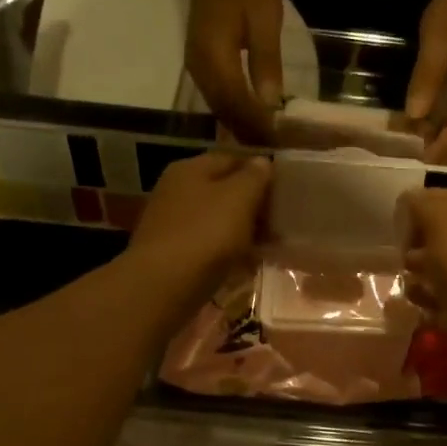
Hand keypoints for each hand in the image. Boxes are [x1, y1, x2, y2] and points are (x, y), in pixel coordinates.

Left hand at [127, 151, 272, 308]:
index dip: (259, 172)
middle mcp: (176, 190)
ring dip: (240, 230)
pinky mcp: (171, 252)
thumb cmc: (206, 234)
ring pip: (215, 220)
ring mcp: (171, 222)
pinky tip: (243, 265)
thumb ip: (254, 177)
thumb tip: (262, 162)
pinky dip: (225, 252)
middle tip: (278, 222)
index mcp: (190, 169)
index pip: (232, 159)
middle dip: (251, 205)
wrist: (163, 286)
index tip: (283, 192)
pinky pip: (206, 245)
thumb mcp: (239, 198)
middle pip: (222, 190)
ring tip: (266, 246)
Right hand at [185, 0, 284, 144]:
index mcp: (214, 58)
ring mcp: (195, 66)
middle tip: (278, 147)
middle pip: (224, 112)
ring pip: (218, 107)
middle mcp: (199, 68)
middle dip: (250, 131)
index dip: (259, 125)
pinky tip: (252, 117)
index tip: (282, 141)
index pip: (238, 104)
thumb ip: (266, 64)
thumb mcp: (265, 21)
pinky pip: (216, 96)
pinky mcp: (199, 62)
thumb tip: (271, 104)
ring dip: (242, 124)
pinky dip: (234, 111)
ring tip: (268, 138)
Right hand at [396, 189, 446, 369]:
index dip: (422, 204)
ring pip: (445, 266)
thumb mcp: (442, 225)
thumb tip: (410, 197)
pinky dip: (432, 298)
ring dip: (422, 273)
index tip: (398, 219)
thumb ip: (423, 205)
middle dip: (419, 243)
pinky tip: (423, 305)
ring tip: (411, 283)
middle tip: (403, 255)